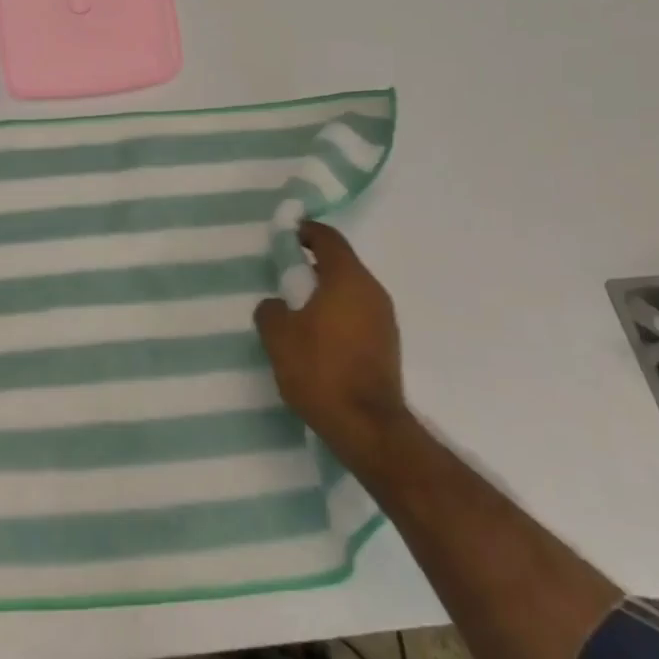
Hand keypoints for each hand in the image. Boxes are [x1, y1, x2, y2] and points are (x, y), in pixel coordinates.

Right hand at [254, 222, 406, 466]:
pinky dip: (339, 314)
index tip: (287, 234)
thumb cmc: (320, 370)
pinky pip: (359, 315)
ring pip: (351, 291)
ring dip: (327, 292)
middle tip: (286, 274)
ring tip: (298, 308)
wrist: (368, 427)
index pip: (328, 239)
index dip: (306, 231)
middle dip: (314, 264)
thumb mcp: (278, 336)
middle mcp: (372, 291)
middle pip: (342, 264)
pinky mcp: (387, 345)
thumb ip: (271, 310)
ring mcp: (385, 319)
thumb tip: (276, 304)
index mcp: (347, 278)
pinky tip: (318, 336)